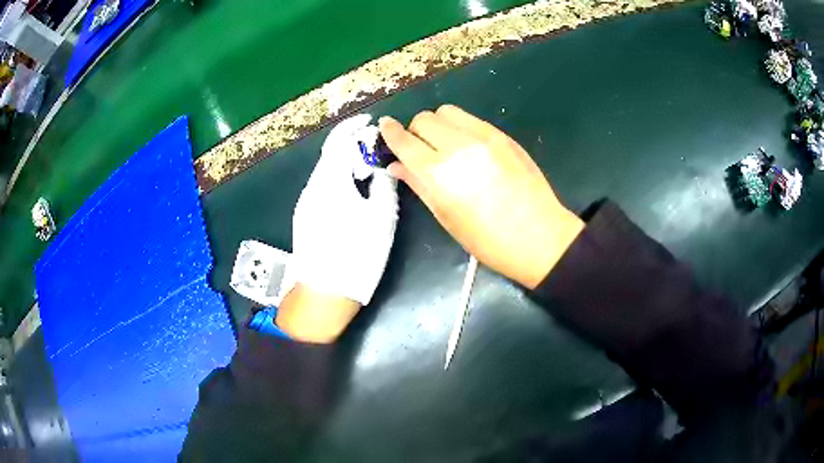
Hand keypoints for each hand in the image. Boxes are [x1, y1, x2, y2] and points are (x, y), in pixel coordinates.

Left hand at [277, 114, 398, 341]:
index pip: (338, 141)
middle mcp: (312, 188)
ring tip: (368, 174)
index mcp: (330, 183)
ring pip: (326, 172)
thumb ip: (384, 185)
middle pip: (330, 155)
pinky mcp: (303, 217)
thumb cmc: (357, 256)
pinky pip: (321, 188)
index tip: (370, 123)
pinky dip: (338, 180)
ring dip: (345, 164)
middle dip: (352, 147)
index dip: (353, 127)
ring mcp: (305, 204)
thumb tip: (383, 167)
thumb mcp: (381, 218)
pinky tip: (352, 195)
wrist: (324, 293)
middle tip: (375, 153)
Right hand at [380, 105, 582, 288]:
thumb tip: (396, 165)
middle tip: (420, 149)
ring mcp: (483, 137)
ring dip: (437, 123)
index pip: (404, 141)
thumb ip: (418, 185)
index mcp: (439, 174)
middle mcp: (458, 147)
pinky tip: (468, 146)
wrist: (539, 237)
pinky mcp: (502, 135)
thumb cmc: (487, 240)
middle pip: (423, 119)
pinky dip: (459, 126)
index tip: (384, 128)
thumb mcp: (446, 218)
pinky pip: (470, 118)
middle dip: (414, 130)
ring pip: (446, 111)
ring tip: (444, 144)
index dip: (389, 132)